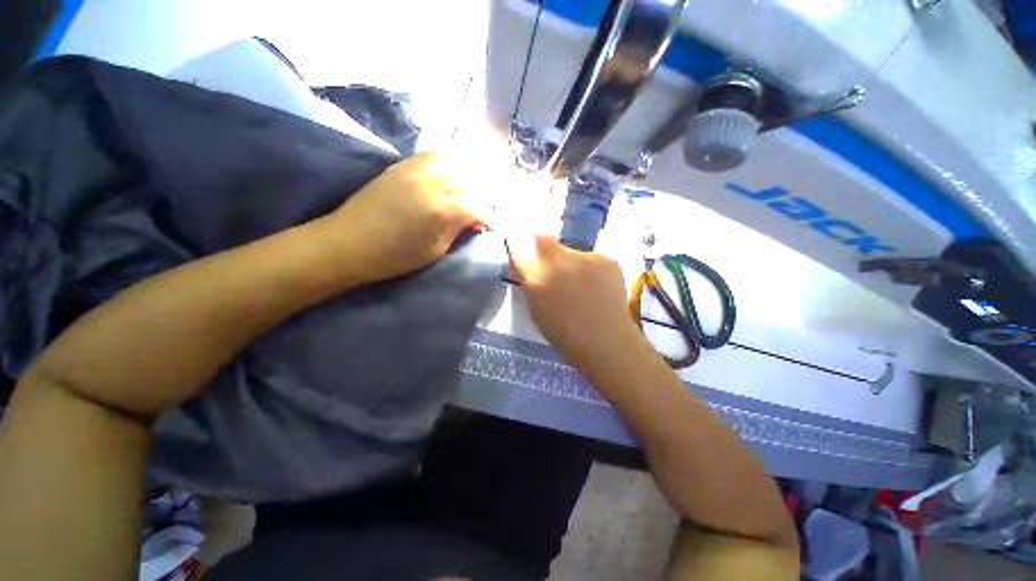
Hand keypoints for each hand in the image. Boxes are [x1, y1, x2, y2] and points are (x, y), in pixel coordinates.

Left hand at [321, 151, 484, 282]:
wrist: (348, 243)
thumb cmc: (395, 256)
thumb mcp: (436, 250)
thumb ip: (458, 230)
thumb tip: (474, 220)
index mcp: (441, 209)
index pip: (477, 206)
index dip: (488, 216)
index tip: (490, 224)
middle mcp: (431, 181)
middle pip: (468, 177)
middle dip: (480, 192)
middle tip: (480, 206)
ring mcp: (414, 168)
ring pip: (452, 157)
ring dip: (465, 172)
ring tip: (466, 187)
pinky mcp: (400, 165)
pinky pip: (432, 154)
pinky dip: (447, 162)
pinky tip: (448, 176)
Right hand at [508, 233, 647, 368]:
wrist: (606, 341)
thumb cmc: (564, 333)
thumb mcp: (535, 308)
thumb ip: (528, 281)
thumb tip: (522, 262)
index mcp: (537, 279)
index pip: (518, 248)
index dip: (520, 246)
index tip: (524, 252)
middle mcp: (559, 262)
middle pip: (543, 238)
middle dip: (542, 248)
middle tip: (552, 267)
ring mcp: (585, 258)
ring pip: (569, 250)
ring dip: (569, 262)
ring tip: (580, 284)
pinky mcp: (606, 258)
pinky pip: (590, 257)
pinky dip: (589, 268)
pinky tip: (597, 286)